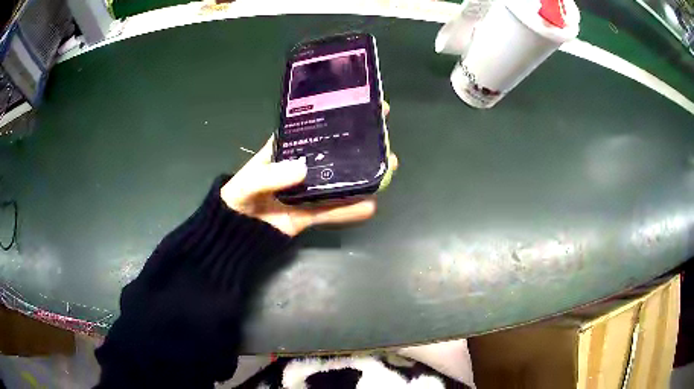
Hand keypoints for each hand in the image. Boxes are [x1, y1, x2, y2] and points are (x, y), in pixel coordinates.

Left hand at [221, 103, 396, 236]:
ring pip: (340, 181)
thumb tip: (303, 168)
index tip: (362, 106)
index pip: (313, 127)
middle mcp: (301, 166)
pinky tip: (370, 207)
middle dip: (359, 145)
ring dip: (363, 177)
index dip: (336, 116)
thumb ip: (270, 175)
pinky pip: (333, 211)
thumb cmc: (237, 199)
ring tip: (387, 170)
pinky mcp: (310, 213)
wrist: (235, 234)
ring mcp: (308, 191)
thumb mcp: (248, 182)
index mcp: (285, 149)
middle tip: (383, 140)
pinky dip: (350, 210)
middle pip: (334, 153)